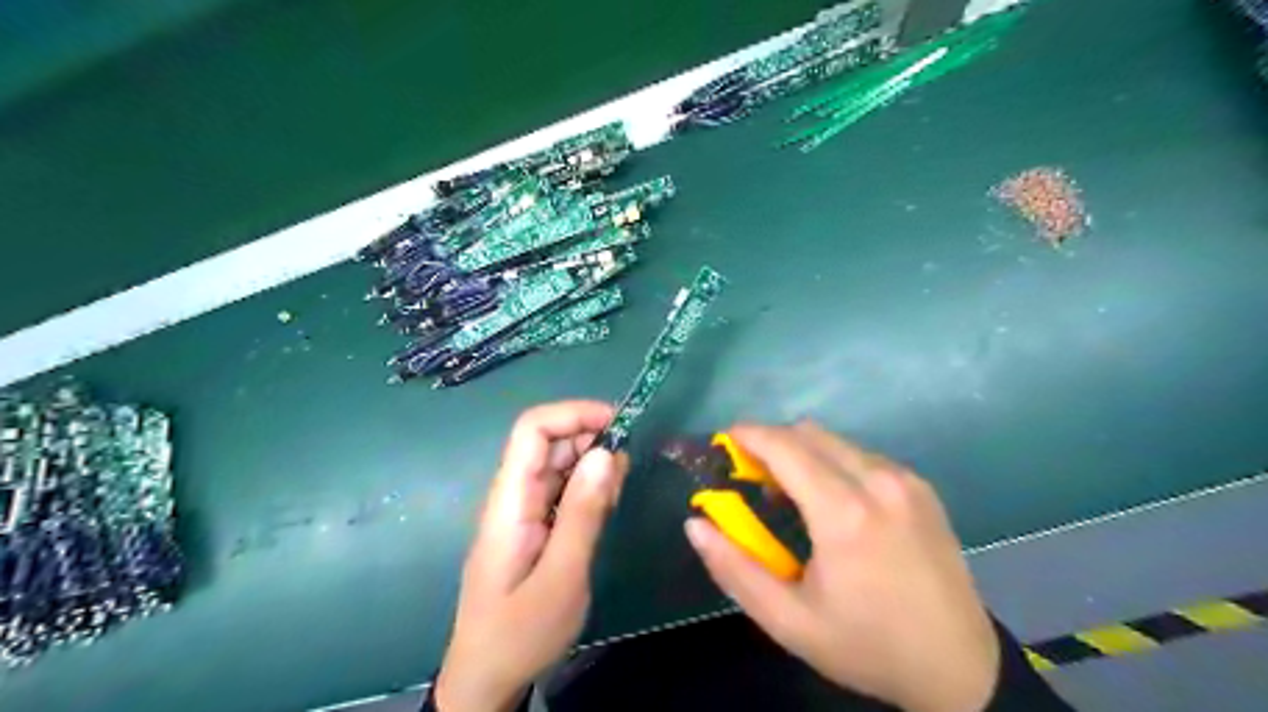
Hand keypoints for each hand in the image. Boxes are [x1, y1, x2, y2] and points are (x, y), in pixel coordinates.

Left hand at [440, 399, 631, 710]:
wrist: (487, 677)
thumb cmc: (521, 632)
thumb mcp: (562, 576)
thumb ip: (584, 513)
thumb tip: (607, 452)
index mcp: (510, 500)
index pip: (532, 430)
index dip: (573, 414)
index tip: (619, 423)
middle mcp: (513, 496)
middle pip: (548, 442)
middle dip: (591, 438)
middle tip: (627, 466)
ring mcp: (523, 510)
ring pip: (559, 464)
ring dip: (593, 464)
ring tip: (618, 491)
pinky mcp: (534, 525)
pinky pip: (562, 490)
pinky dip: (588, 487)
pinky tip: (606, 504)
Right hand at [685, 421, 1001, 711]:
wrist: (960, 667)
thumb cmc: (866, 645)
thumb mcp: (789, 621)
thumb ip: (734, 569)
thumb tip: (695, 524)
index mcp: (845, 513)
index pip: (785, 447)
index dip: (749, 435)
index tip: (724, 441)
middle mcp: (879, 481)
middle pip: (809, 433)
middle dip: (771, 442)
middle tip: (751, 476)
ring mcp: (905, 480)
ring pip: (836, 441)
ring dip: (803, 453)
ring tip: (790, 495)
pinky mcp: (921, 486)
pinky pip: (862, 455)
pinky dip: (833, 463)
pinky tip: (832, 503)